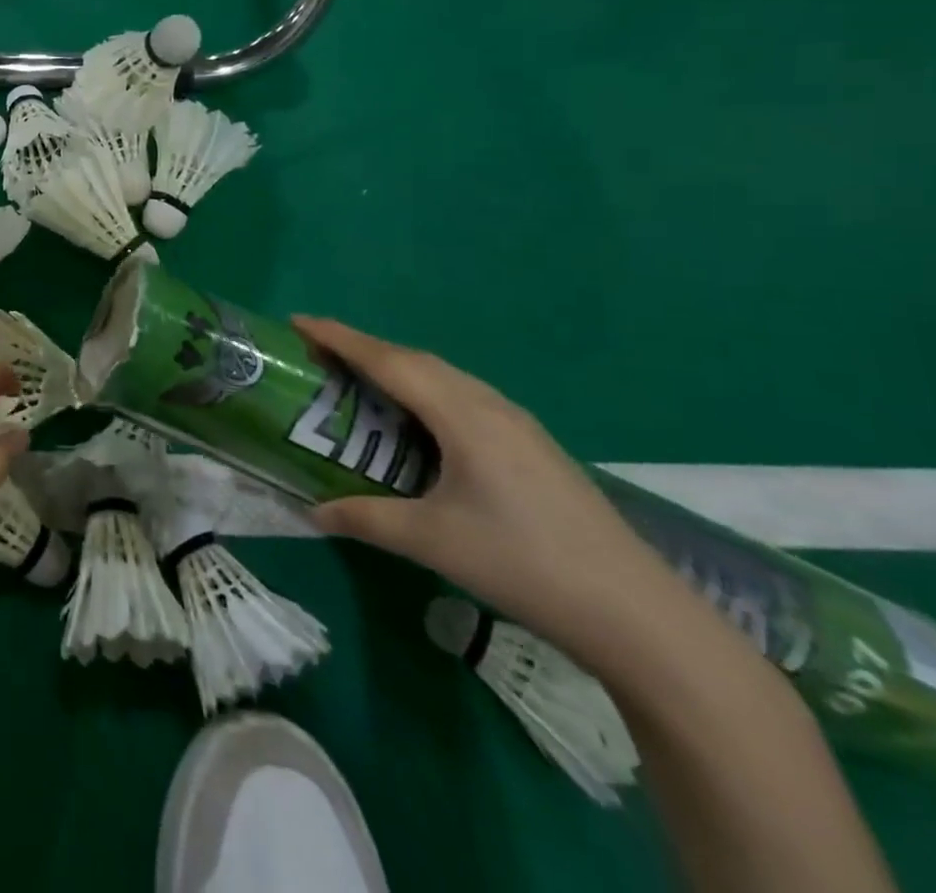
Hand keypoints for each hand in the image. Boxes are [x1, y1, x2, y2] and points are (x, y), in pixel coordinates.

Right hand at [295, 316, 686, 675]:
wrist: (638, 615)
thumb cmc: (523, 564)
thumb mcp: (432, 541)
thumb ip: (366, 518)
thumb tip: (313, 511)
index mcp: (462, 416)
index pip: (388, 361)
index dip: (339, 338)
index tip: (298, 321)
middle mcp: (489, 405)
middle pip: (415, 360)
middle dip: (363, 348)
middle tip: (319, 352)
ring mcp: (517, 423)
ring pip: (443, 376)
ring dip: (397, 367)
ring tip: (360, 379)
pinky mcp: (532, 445)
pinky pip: (463, 396)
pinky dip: (425, 390)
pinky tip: (419, 420)